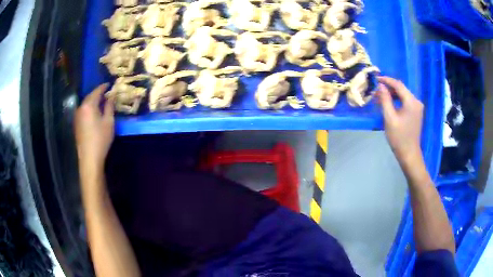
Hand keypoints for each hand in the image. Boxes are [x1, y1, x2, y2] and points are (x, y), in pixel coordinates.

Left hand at [75, 84, 114, 171]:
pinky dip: (89, 108)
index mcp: (89, 105)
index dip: (104, 87)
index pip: (97, 91)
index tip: (109, 84)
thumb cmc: (101, 139)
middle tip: (106, 93)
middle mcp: (81, 107)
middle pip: (90, 96)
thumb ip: (109, 106)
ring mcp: (77, 116)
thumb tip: (111, 96)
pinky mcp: (77, 124)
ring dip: (93, 101)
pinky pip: (83, 111)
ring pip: (86, 104)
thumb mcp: (108, 121)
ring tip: (101, 102)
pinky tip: (94, 113)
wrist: (89, 158)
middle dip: (98, 94)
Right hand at [377, 76, 423, 165]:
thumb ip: (385, 99)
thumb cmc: (399, 138)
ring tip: (380, 97)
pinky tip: (388, 104)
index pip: (398, 85)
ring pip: (403, 95)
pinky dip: (396, 101)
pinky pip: (405, 102)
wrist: (409, 154)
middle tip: (376, 89)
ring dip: (392, 95)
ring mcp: (417, 107)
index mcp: (411, 102)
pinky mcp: (416, 113)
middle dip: (388, 88)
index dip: (387, 80)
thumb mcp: (389, 118)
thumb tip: (380, 85)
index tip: (376, 78)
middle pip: (401, 89)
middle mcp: (416, 102)